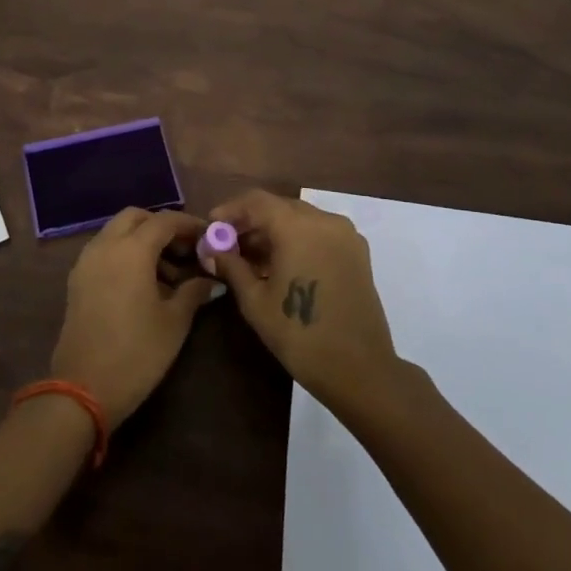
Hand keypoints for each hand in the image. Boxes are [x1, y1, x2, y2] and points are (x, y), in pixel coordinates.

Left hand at [51, 208, 215, 424]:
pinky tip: (142, 283)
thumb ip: (194, 292)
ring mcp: (86, 262)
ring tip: (168, 273)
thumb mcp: (174, 322)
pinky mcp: (77, 280)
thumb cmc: (137, 352)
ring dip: (142, 240)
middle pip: (135, 218)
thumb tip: (212, 280)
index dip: (189, 225)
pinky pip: (104, 251)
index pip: (164, 220)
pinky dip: (124, 253)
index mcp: (131, 250)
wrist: (83, 389)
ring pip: (116, 232)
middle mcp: (105, 246)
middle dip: (161, 226)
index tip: (208, 237)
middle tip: (185, 250)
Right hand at [210, 189, 399, 409]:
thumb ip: (231, 265)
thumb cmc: (300, 334)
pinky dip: (297, 239)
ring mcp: (345, 234)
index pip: (256, 201)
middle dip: (251, 221)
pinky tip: (281, 264)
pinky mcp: (357, 252)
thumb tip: (211, 249)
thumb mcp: (255, 301)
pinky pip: (319, 232)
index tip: (212, 227)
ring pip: (300, 218)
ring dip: (274, 230)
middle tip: (228, 244)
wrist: (359, 369)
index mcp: (297, 227)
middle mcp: (324, 220)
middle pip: (279, 207)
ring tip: (251, 258)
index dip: (230, 210)